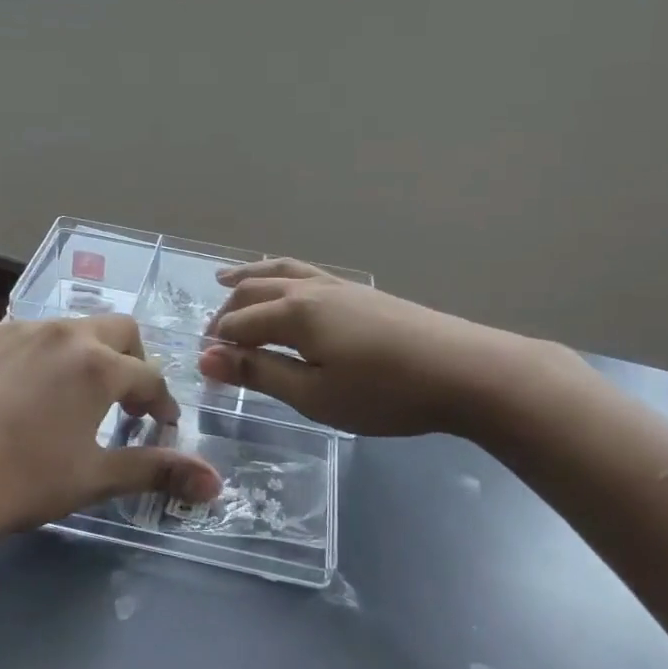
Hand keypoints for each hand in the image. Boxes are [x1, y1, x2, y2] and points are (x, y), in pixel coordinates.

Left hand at [0, 315, 220, 563]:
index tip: (159, 427)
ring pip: (67, 330)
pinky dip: (34, 358)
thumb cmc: (24, 482)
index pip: (149, 377)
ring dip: (82, 357)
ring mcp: (15, 328)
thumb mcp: (96, 478)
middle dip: (132, 360)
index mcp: (99, 364)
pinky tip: (15, 394)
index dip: (161, 404)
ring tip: (67, 398)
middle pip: (118, 330)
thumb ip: (158, 471)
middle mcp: (62, 332)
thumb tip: (216, 483)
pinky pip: (20, 337)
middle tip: (122, 401)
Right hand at [196, 260, 509, 437]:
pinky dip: (280, 275)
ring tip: (225, 279)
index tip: (204, 370)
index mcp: (293, 313)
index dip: (217, 347)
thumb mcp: (314, 394)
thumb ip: (259, 373)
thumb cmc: (383, 392)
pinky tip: (287, 285)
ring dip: (249, 279)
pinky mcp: (360, 294)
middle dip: (226, 315)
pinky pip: (304, 274)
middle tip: (211, 342)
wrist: (463, 371)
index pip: (239, 325)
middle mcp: (310, 289)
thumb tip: (206, 357)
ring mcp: (338, 286)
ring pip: (280, 273)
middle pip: (254, 293)